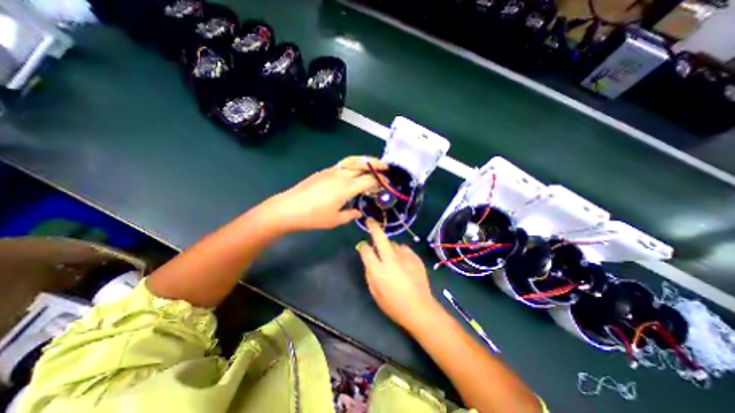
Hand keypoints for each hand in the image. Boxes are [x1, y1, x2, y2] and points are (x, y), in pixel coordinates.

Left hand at [266, 157, 389, 231]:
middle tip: (386, 167)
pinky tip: (354, 170)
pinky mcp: (324, 171)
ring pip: (353, 161)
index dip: (380, 181)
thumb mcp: (335, 220)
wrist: (289, 208)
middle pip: (363, 165)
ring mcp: (332, 171)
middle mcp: (342, 175)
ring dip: (365, 160)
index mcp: (347, 188)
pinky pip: (343, 164)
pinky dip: (353, 163)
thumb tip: (359, 212)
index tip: (387, 183)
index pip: (369, 180)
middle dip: (376, 165)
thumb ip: (350, 215)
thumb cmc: (313, 217)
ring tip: (373, 163)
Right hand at [357, 217, 438, 329]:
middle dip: (373, 227)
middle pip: (380, 238)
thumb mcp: (375, 293)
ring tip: (391, 256)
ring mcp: (405, 257)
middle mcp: (390, 259)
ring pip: (393, 244)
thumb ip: (370, 273)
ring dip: (389, 246)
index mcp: (378, 270)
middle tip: (370, 221)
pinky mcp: (415, 258)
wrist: (420, 309)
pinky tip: (402, 261)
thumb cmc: (393, 305)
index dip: (363, 246)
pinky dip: (400, 252)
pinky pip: (404, 249)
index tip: (363, 246)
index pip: (366, 250)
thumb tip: (369, 259)